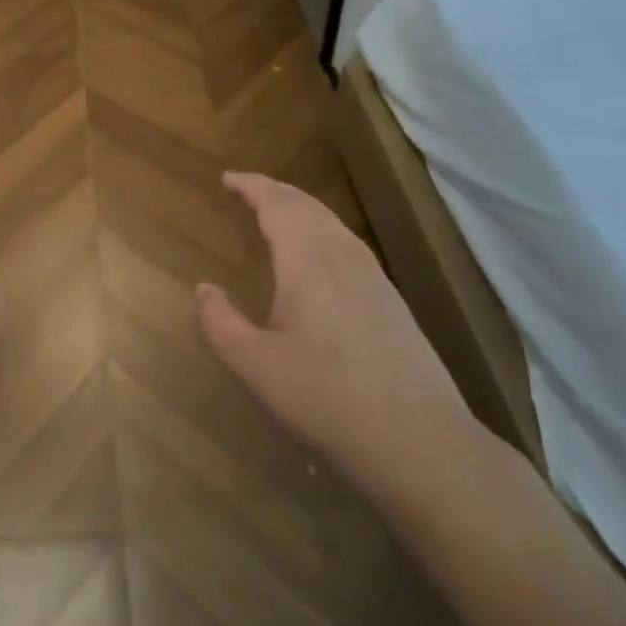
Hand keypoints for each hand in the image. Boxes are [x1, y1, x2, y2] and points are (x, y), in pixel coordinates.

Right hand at [195, 172, 481, 511]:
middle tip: (248, 189)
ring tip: (278, 213)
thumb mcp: (254, 368)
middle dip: (276, 191)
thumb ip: (219, 323)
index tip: (227, 179)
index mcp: (308, 264)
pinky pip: (350, 245)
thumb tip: (205, 288)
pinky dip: (323, 231)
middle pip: (309, 207)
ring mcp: (376, 281)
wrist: (421, 446)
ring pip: (334, 225)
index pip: (278, 206)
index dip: (252, 187)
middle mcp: (344, 260)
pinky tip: (321, 257)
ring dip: (302, 209)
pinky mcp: (393, 304)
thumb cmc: (327, 402)